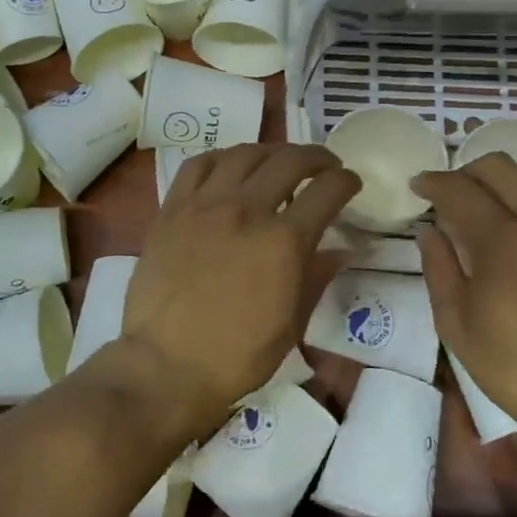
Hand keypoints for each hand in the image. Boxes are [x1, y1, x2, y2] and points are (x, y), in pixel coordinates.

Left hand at [124, 144, 359, 421]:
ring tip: (279, 161)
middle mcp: (245, 210)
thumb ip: (316, 276)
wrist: (166, 364)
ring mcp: (204, 205)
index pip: (326, 191)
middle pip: (288, 161)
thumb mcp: (291, 323)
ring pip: (243, 154)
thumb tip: (340, 250)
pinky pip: (198, 165)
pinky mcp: (171, 209)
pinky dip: (221, 158)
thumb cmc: (237, 355)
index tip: (350, 183)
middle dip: (316, 157)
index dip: (345, 181)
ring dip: (270, 152)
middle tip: (324, 166)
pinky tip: (230, 166)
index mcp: (283, 241)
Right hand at [413, 155, 516, 446]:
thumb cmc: (516, 368)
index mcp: (507, 244)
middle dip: (466, 173)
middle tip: (449, 197)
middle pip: (500, 167)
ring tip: (484, 214)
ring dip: (501, 185)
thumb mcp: (456, 323)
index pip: (462, 190)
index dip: (434, 183)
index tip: (418, 186)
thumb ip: (438, 266)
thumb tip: (429, 229)